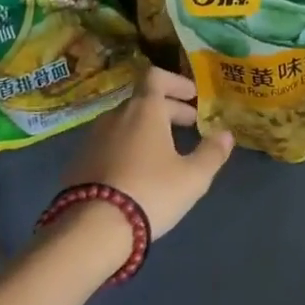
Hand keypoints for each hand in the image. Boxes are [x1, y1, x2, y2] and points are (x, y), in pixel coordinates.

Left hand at [59, 66, 233, 240]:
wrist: (92, 228)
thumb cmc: (150, 193)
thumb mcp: (192, 178)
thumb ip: (212, 153)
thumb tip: (226, 134)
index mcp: (144, 110)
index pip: (156, 76)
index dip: (176, 82)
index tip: (192, 96)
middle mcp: (116, 115)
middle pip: (143, 101)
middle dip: (168, 109)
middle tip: (189, 125)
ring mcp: (93, 137)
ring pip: (125, 122)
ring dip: (146, 128)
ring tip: (164, 150)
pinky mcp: (79, 160)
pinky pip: (109, 142)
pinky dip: (127, 145)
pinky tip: (136, 170)